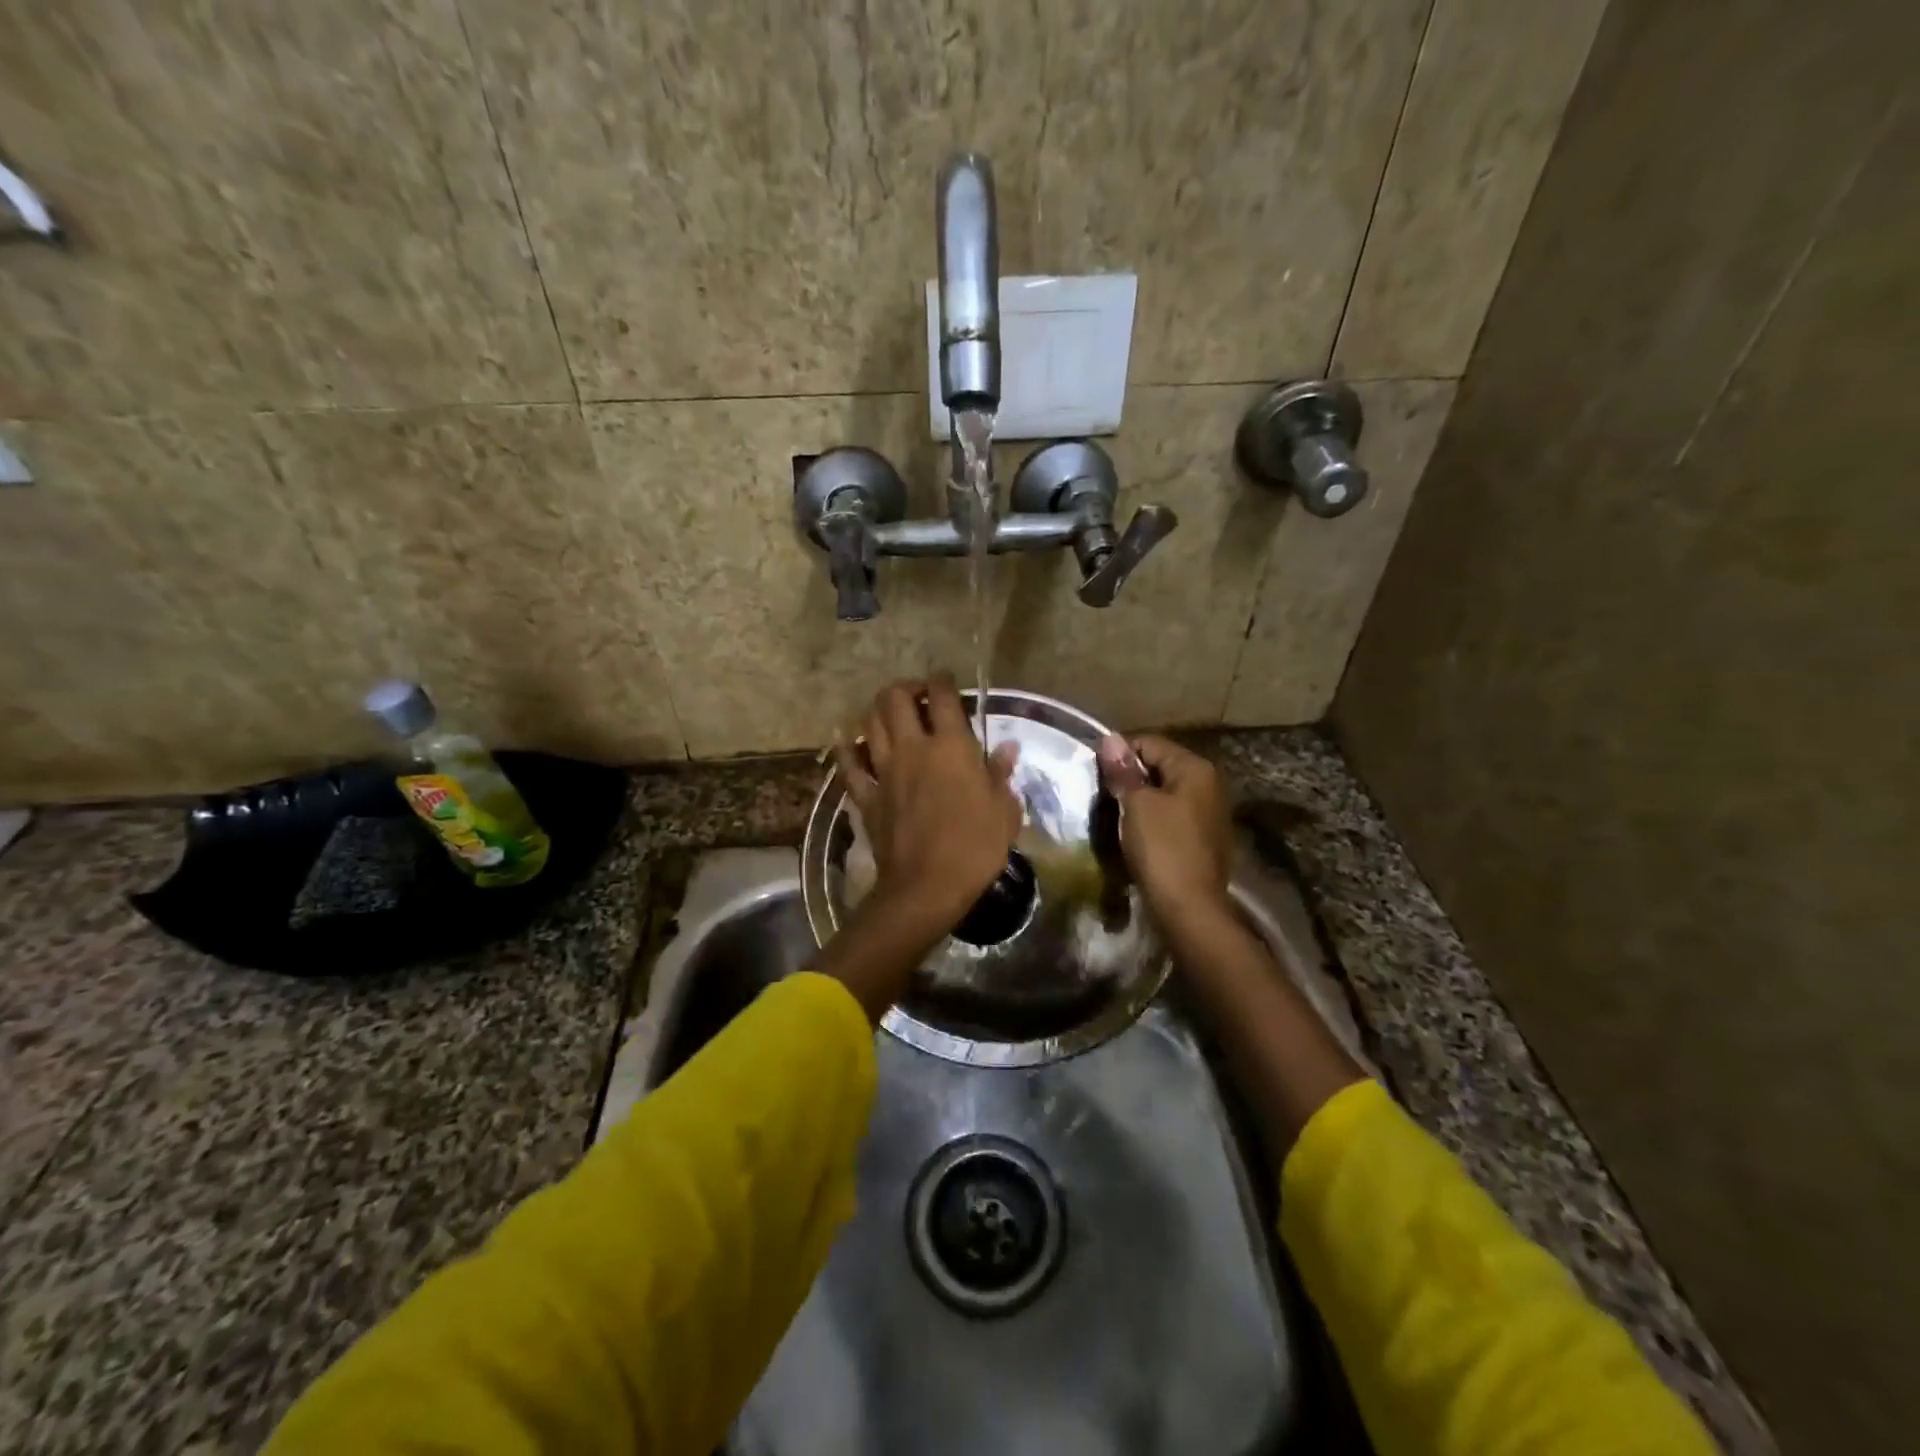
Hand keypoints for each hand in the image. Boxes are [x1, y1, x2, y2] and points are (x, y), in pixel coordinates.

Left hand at [834, 675, 1020, 935]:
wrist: (926, 886)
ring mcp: (884, 771)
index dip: (943, 680)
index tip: (946, 680)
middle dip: (905, 687)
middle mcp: (913, 748)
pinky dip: (847, 749)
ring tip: (889, 713)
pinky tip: (848, 741)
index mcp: (951, 747)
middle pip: (895, 699)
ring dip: (877, 710)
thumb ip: (1001, 775)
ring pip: (869, 723)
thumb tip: (1006, 749)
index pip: (942, 697)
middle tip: (916, 695)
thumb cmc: (974, 848)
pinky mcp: (866, 795)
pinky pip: (849, 765)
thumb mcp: (1004, 812)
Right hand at [1097, 734, 1232, 921]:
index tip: (1094, 772)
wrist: (1189, 909)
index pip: (1150, 743)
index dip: (1119, 753)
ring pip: (1164, 792)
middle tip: (1101, 793)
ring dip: (1139, 799)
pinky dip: (1151, 818)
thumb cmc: (1162, 849)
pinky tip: (1134, 833)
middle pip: (1159, 766)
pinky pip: (1171, 816)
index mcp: (1195, 769)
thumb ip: (1123, 771)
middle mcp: (1208, 784)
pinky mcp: (1203, 838)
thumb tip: (1110, 738)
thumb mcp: (1137, 805)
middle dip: (1129, 777)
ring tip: (1113, 813)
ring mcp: (1208, 813)